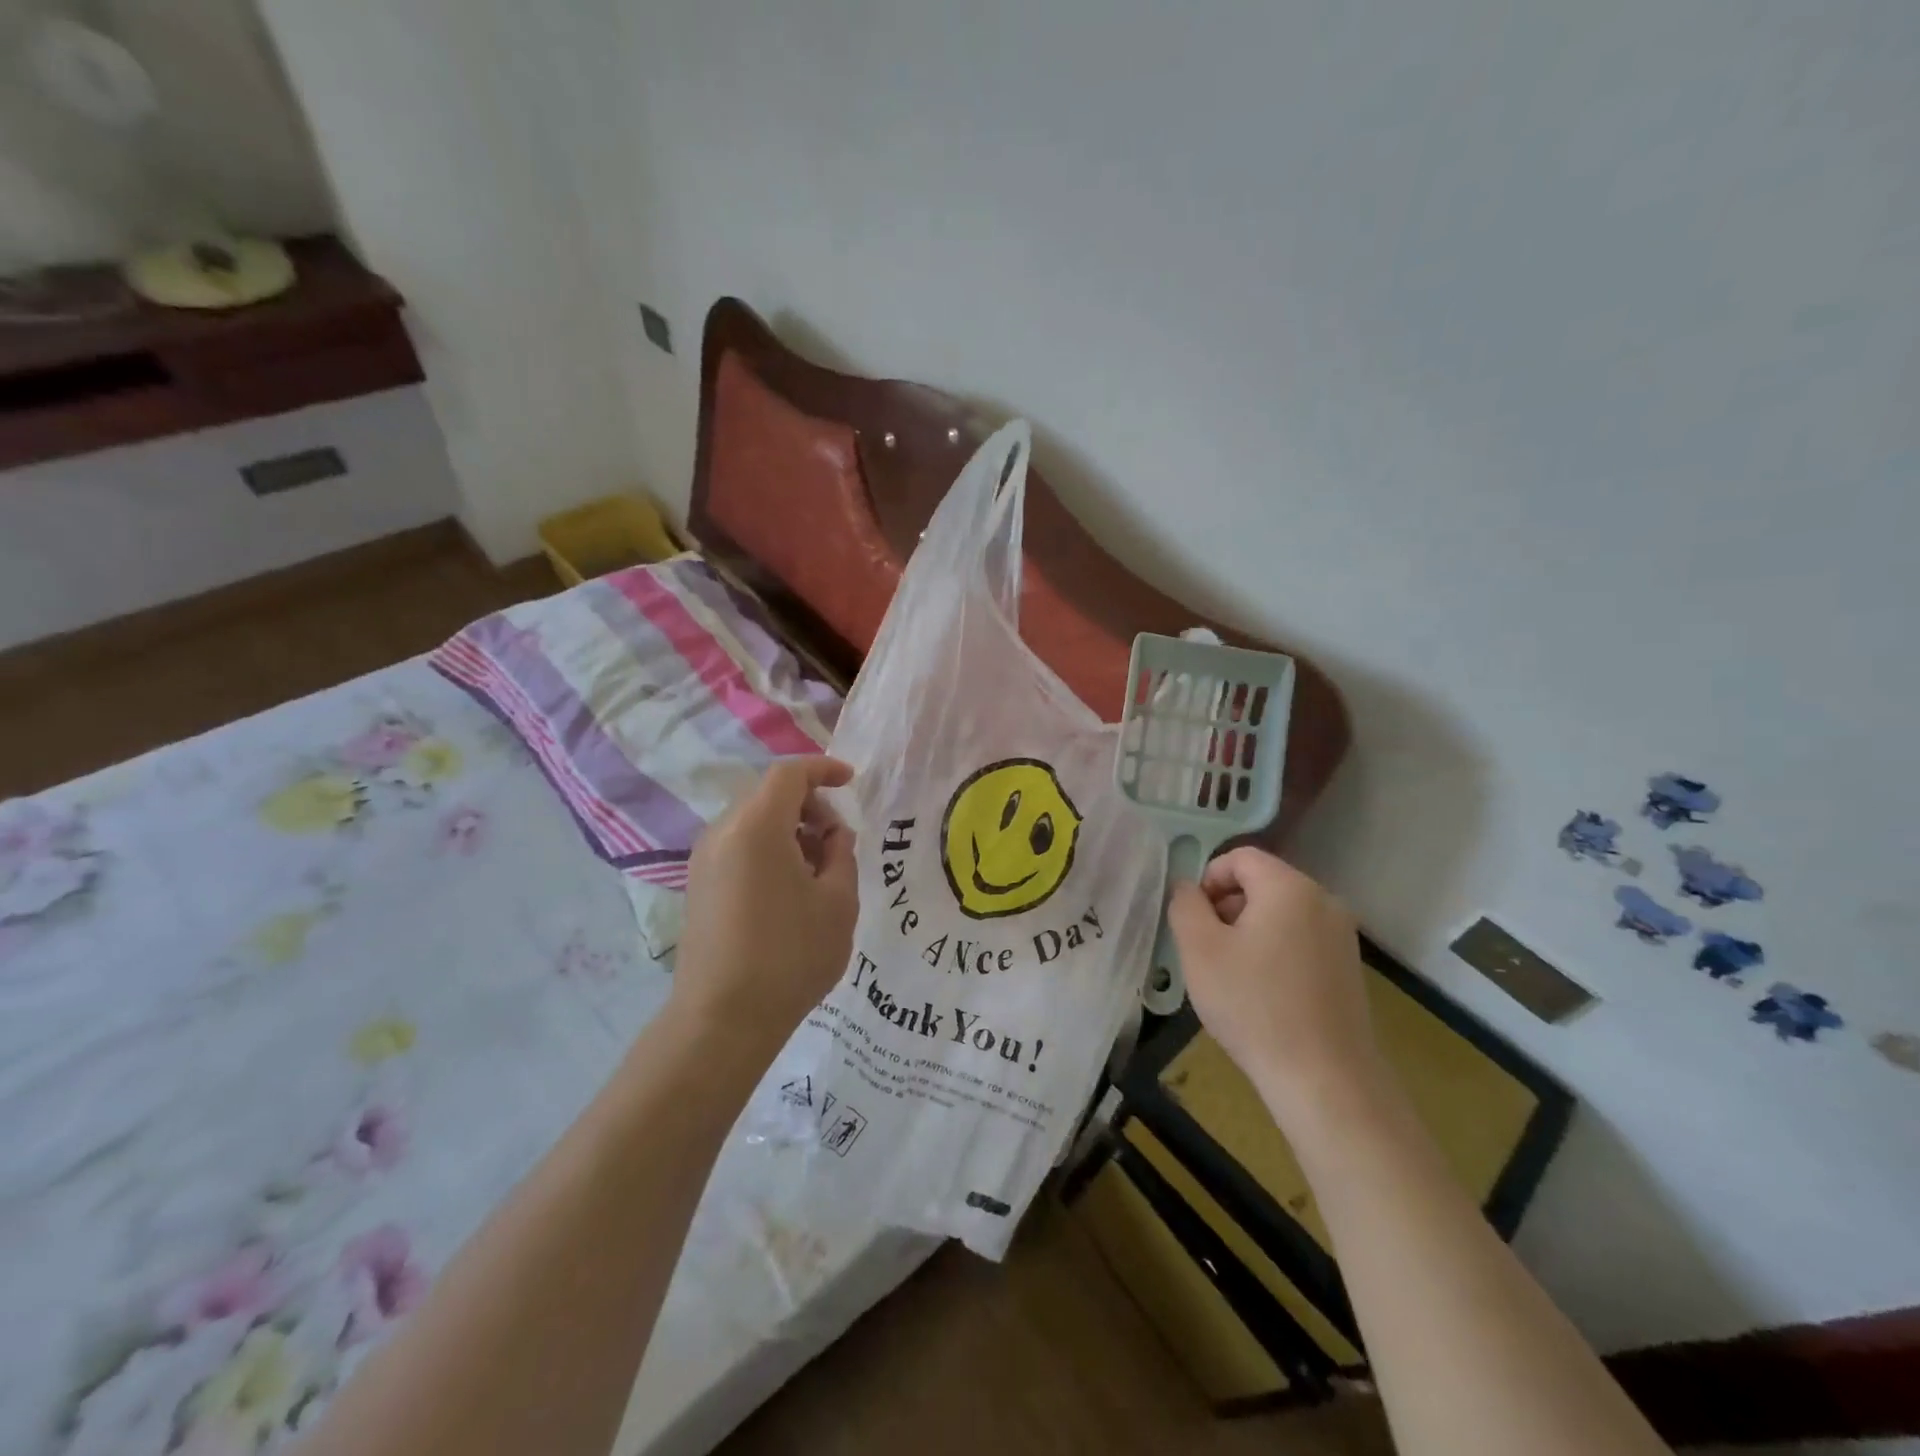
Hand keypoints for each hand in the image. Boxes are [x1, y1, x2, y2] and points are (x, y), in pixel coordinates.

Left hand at [675, 757, 859, 1054]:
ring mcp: (704, 860)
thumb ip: (842, 854)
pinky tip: (790, 890)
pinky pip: (739, 847)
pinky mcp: (698, 886)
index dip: (823, 769)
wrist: (723, 1018)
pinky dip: (769, 850)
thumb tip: (833, 835)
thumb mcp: (839, 901)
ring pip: (754, 823)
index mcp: (757, 826)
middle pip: (769, 796)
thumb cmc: (790, 954)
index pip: (790, 774)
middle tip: (838, 842)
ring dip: (790, 831)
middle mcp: (722, 832)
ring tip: (818, 871)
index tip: (851, 781)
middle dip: (810, 806)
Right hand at [1167, 847, 1388, 1130]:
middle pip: (1263, 883)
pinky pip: (1301, 941)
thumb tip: (1188, 888)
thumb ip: (1185, 905)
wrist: (1325, 1079)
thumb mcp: (1199, 949)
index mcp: (1289, 887)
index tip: (1193, 920)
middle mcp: (1324, 901)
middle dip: (1227, 907)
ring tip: (1232, 975)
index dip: (1208, 879)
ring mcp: (1342, 936)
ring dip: (1249, 931)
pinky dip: (1275, 952)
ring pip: (1281, 914)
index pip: (1240, 857)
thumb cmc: (1253, 1005)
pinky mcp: (1349, 968)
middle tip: (1207, 949)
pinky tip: (1263, 994)